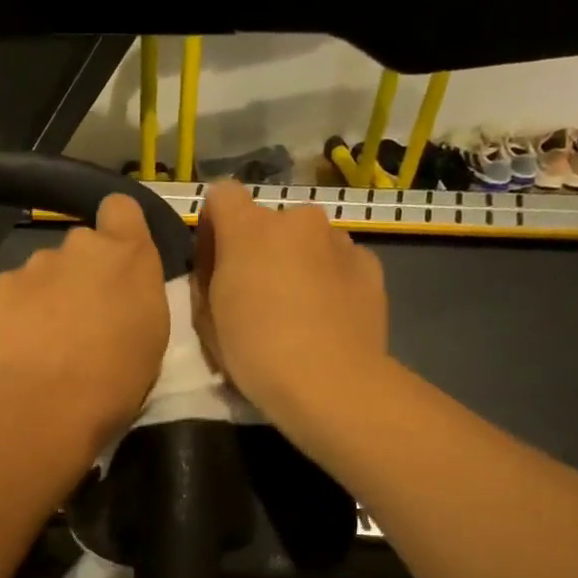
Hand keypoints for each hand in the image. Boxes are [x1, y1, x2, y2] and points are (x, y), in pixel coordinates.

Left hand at [0, 193, 170, 450]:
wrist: (44, 407)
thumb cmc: (115, 380)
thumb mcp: (151, 336)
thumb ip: (135, 295)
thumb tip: (118, 288)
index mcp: (128, 255)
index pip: (121, 208)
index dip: (117, 228)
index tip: (116, 259)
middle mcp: (79, 246)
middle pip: (80, 248)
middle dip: (81, 274)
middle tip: (82, 319)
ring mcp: (33, 265)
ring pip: (42, 272)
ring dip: (46, 296)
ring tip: (45, 342)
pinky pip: (11, 294)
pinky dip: (15, 314)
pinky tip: (17, 347)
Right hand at [193, 182, 387, 424]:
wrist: (330, 382)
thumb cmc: (255, 353)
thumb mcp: (208, 320)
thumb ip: (208, 280)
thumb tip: (220, 269)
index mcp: (248, 228)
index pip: (222, 195)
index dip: (215, 225)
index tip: (215, 263)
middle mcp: (296, 220)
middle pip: (268, 222)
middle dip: (260, 249)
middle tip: (258, 296)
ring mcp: (338, 240)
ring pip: (306, 241)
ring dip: (297, 263)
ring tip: (299, 310)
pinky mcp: (369, 265)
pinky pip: (338, 262)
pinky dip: (330, 279)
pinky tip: (328, 317)